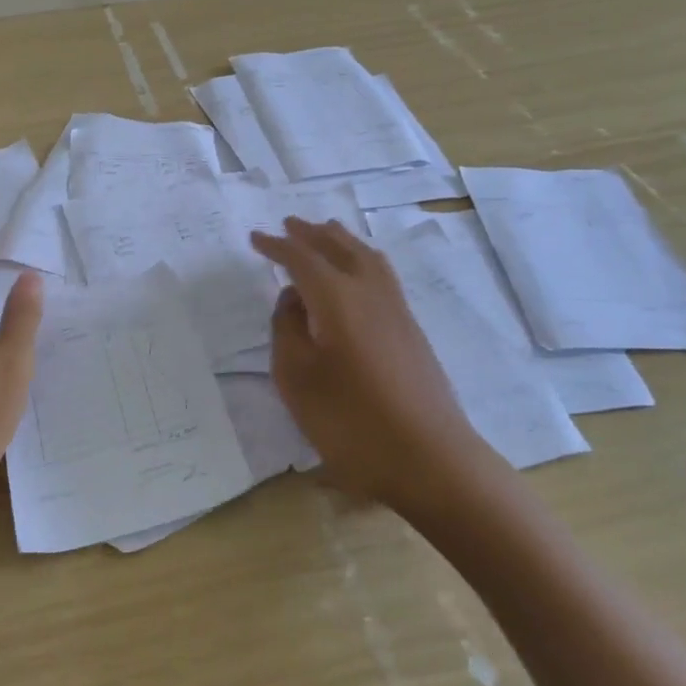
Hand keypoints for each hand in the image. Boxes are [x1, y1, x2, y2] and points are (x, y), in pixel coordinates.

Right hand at [250, 218, 494, 513]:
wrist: (431, 460)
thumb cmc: (352, 422)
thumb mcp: (297, 379)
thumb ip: (287, 330)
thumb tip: (293, 298)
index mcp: (337, 298)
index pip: (302, 259)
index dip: (276, 246)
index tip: (255, 238)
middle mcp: (370, 292)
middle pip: (339, 247)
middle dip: (311, 234)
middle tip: (288, 224)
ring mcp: (396, 310)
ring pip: (366, 257)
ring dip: (340, 240)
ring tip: (325, 233)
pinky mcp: (412, 330)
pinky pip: (381, 274)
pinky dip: (361, 258)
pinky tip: (357, 273)